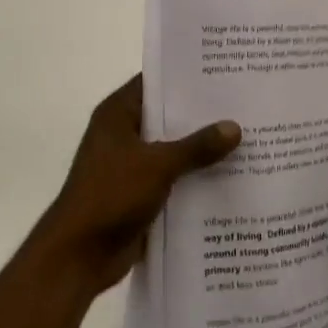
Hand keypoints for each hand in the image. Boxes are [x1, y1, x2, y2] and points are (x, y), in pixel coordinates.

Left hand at [32, 75, 240, 295]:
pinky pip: (174, 179)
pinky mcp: (140, 194)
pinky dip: (195, 179)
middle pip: (168, 117)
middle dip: (202, 116)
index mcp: (118, 114)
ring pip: (173, 150)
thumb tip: (234, 127)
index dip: (186, 76)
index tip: (223, 72)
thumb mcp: (158, 165)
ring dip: (201, 151)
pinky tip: (231, 178)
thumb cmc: (111, 195)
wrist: (79, 255)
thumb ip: (197, 146)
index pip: (155, 82)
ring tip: (248, 139)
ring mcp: (131, 166)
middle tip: (245, 105)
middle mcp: (123, 134)